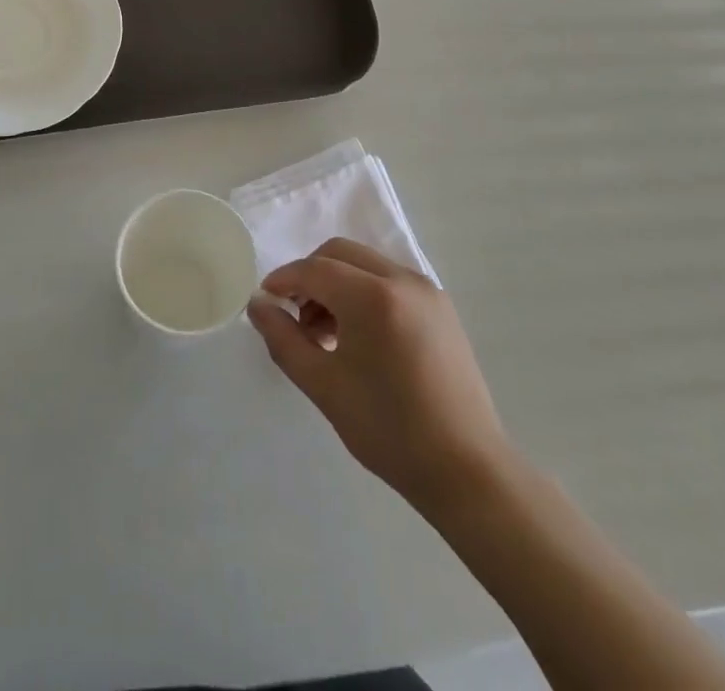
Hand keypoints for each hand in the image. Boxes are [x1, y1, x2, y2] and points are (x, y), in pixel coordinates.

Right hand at [249, 239, 510, 510]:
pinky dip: (364, 293)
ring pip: (365, 264)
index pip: (315, 269)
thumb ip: (283, 339)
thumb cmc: (388, 430)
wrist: (466, 470)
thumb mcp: (323, 385)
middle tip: (296, 318)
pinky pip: (389, 281)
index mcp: (372, 297)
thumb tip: (258, 305)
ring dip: (337, 284)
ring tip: (326, 333)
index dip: (284, 280)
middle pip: (340, 254)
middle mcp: (402, 280)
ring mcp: (426, 291)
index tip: (265, 300)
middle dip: (310, 277)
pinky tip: (359, 337)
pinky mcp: (440, 307)